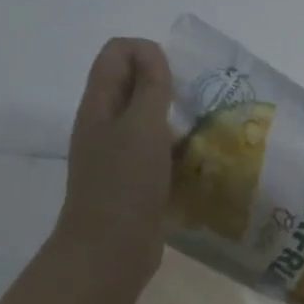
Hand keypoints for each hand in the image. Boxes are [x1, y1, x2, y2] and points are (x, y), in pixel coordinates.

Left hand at [54, 37, 173, 301]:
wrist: (110, 250)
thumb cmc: (126, 184)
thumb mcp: (142, 127)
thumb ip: (151, 87)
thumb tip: (153, 53)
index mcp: (99, 105)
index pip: (117, 52)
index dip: (148, 54)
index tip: (176, 81)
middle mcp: (104, 125)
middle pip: (133, 84)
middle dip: (167, 86)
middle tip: (196, 106)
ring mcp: (117, 155)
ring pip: (148, 121)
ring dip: (176, 121)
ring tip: (204, 134)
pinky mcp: (134, 181)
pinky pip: (157, 153)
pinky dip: (176, 151)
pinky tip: (198, 164)